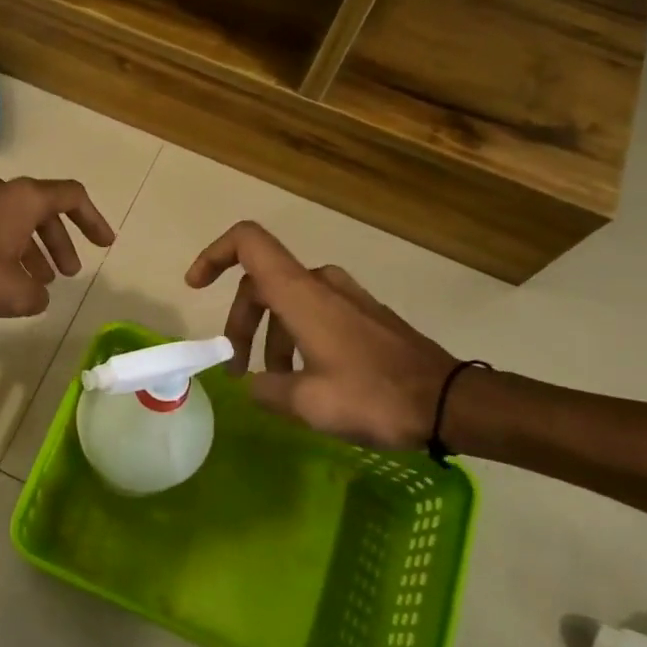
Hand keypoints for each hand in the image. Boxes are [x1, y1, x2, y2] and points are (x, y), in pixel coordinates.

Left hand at [0, 176, 116, 317]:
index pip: (72, 197)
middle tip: (68, 274)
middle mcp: (1, 191)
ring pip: (16, 222)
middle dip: (60, 243)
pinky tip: (3, 282)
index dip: (93, 220)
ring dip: (33, 250)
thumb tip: (35, 294)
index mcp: (24, 198)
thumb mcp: (15, 293)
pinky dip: (7, 251)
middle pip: (43, 211)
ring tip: (38, 285)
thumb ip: (37, 295)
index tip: (105, 245)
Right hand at [185, 222, 455, 448]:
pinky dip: (296, 337)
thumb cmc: (373, 397)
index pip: (248, 243)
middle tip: (236, 368)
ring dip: (269, 337)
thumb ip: (266, 390)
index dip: (214, 254)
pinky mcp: (365, 315)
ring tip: (272, 383)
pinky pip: (314, 312)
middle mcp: (321, 284)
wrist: (450, 403)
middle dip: (240, 323)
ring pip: (288, 302)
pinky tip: (304, 379)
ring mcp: (347, 297)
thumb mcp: (307, 403)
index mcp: (301, 294)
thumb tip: (254, 384)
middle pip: (261, 283)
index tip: (195, 287)